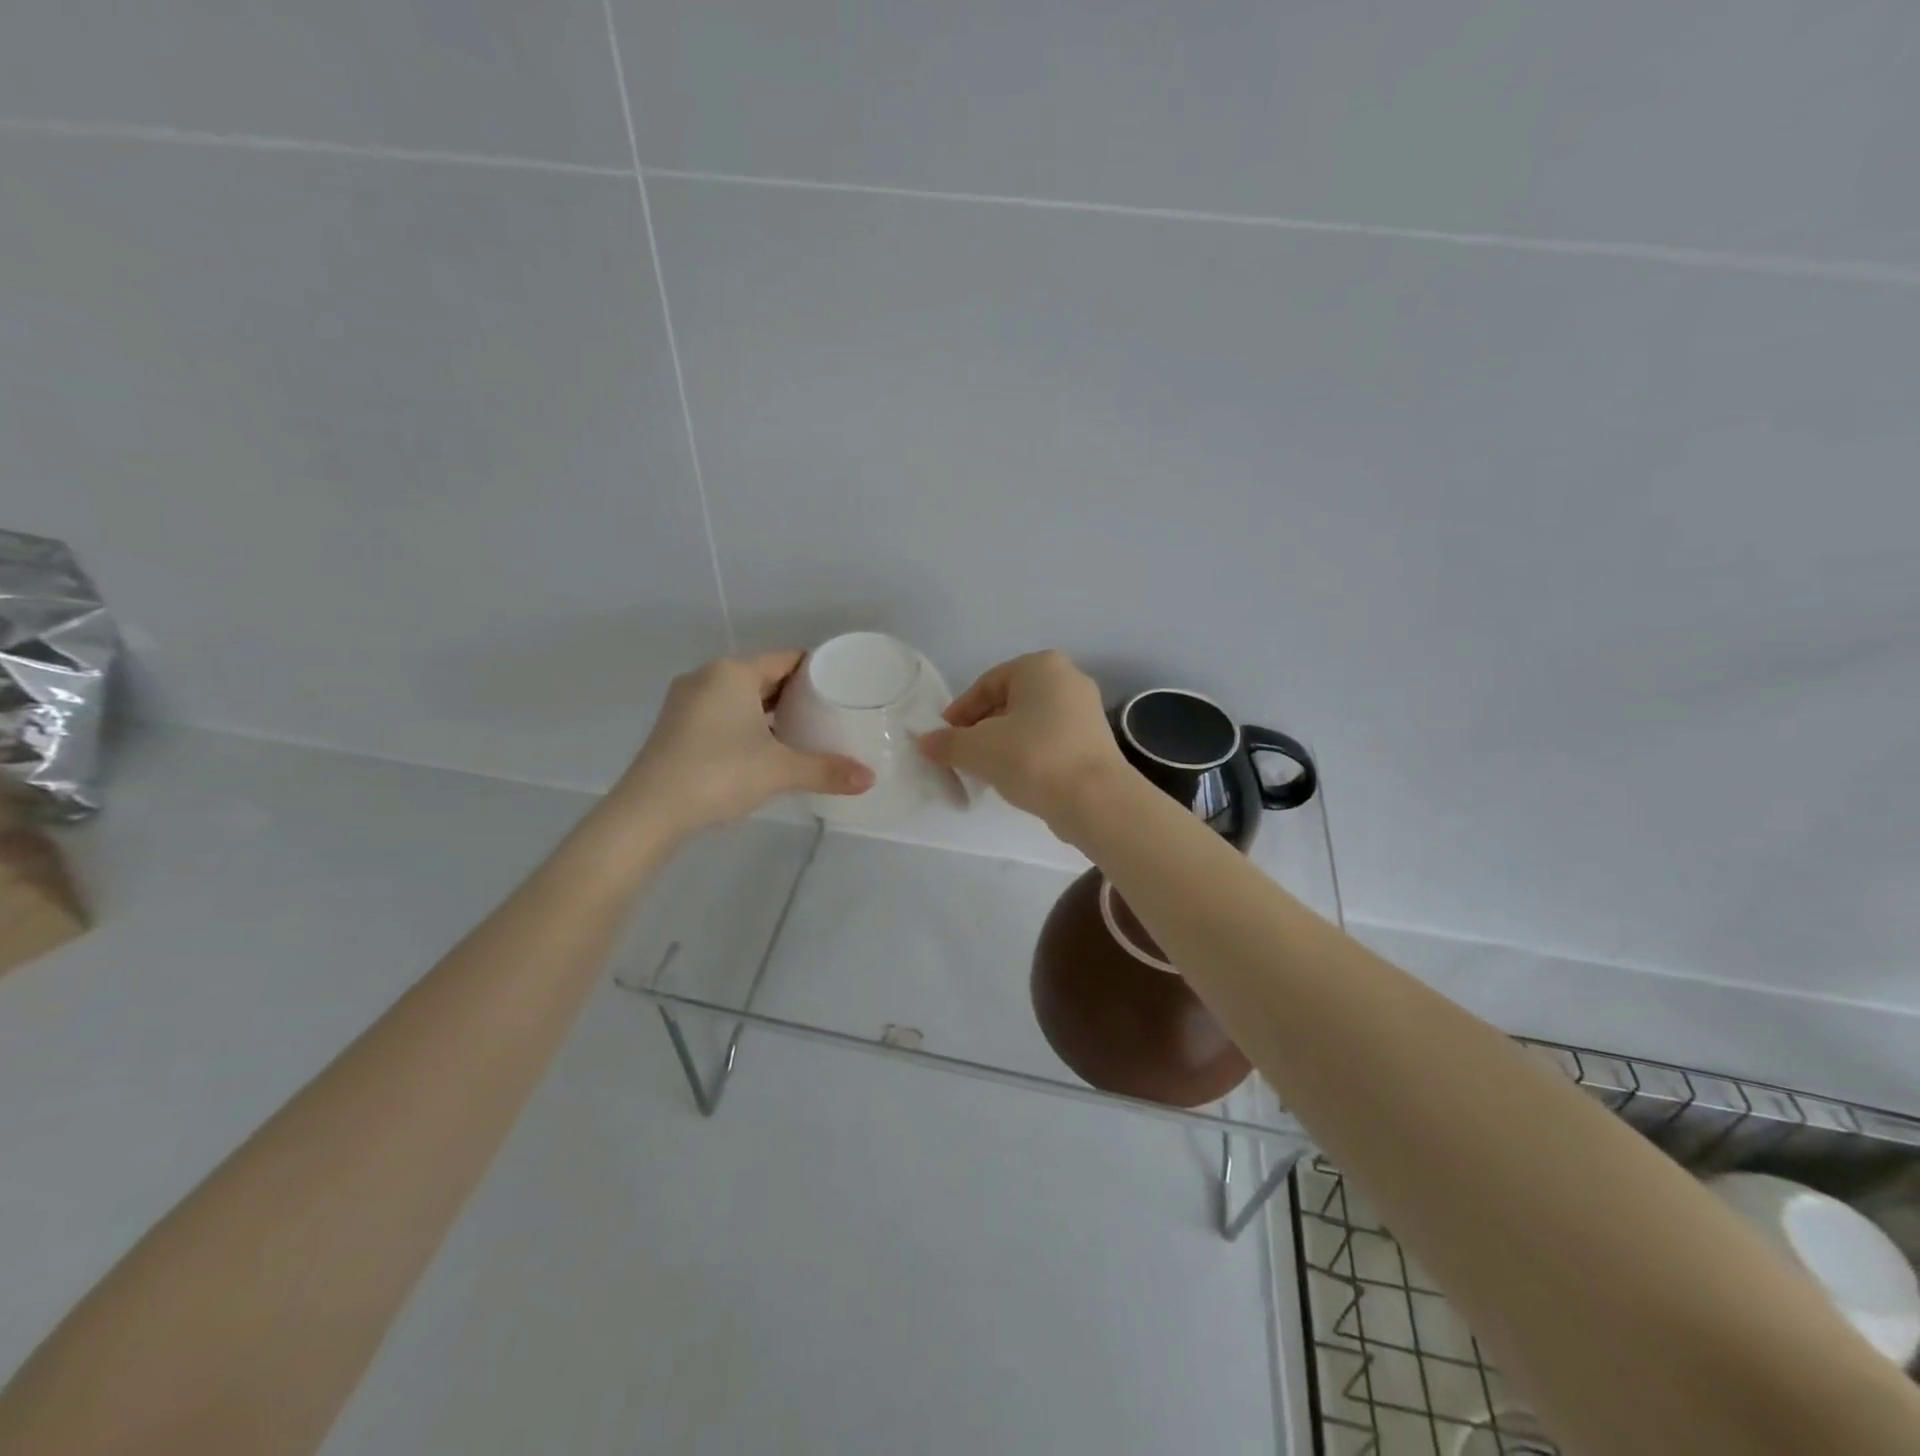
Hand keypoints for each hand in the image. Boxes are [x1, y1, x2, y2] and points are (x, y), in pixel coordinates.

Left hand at [612, 651, 873, 839]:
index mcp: (733, 672)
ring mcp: (686, 701)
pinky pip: (722, 713)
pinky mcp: (676, 726)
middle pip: (763, 676)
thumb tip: (869, 779)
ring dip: (769, 711)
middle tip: (830, 712)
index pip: (786, 659)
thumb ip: (826, 770)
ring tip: (803, 730)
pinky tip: (765, 747)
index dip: (817, 671)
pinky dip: (746, 723)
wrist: (649, 811)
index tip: (842, 688)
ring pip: (740, 696)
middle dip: (795, 693)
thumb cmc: (719, 774)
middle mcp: (707, 676)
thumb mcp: (779, 770)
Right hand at [916, 650, 1131, 832]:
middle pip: (1009, 702)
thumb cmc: (1033, 758)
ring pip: (1029, 723)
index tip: (943, 739)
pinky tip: (1015, 778)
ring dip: (1003, 743)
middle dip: (981, 728)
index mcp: (1041, 666)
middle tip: (961, 755)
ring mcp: (1085, 711)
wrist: (1095, 800)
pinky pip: (1049, 741)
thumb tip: (924, 742)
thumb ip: (947, 743)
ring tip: (985, 770)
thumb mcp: (978, 749)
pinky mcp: (1094, 741)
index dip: (959, 712)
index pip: (986, 684)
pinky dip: (1028, 754)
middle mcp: (1068, 679)